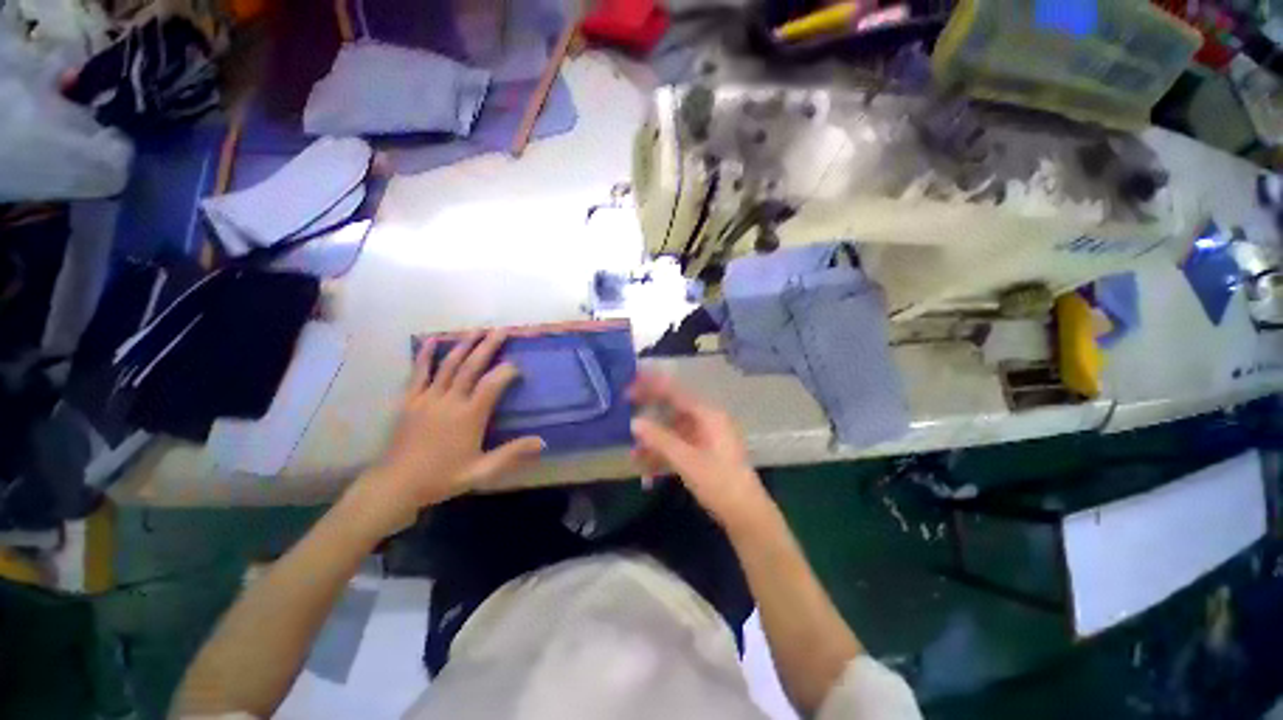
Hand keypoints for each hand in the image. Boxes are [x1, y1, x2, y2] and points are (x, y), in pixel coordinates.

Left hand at [346, 331, 543, 536]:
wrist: (396, 485)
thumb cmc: (442, 477)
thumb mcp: (482, 471)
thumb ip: (512, 454)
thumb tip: (543, 442)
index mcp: (469, 416)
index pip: (492, 384)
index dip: (507, 371)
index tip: (518, 367)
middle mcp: (449, 400)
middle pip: (471, 367)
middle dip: (488, 346)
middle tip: (502, 330)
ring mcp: (427, 398)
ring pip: (449, 365)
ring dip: (464, 345)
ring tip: (477, 329)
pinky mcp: (410, 400)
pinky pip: (418, 373)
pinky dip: (426, 355)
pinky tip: (432, 340)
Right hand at [630, 372, 771, 529]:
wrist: (746, 514)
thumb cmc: (719, 482)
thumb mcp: (687, 460)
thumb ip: (660, 439)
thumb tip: (634, 422)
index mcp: (708, 415)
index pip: (675, 393)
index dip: (652, 386)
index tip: (631, 385)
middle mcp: (708, 420)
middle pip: (673, 409)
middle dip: (650, 413)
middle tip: (626, 409)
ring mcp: (706, 437)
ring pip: (674, 430)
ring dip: (654, 441)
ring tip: (634, 454)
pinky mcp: (704, 453)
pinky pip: (679, 446)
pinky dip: (664, 454)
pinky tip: (647, 469)